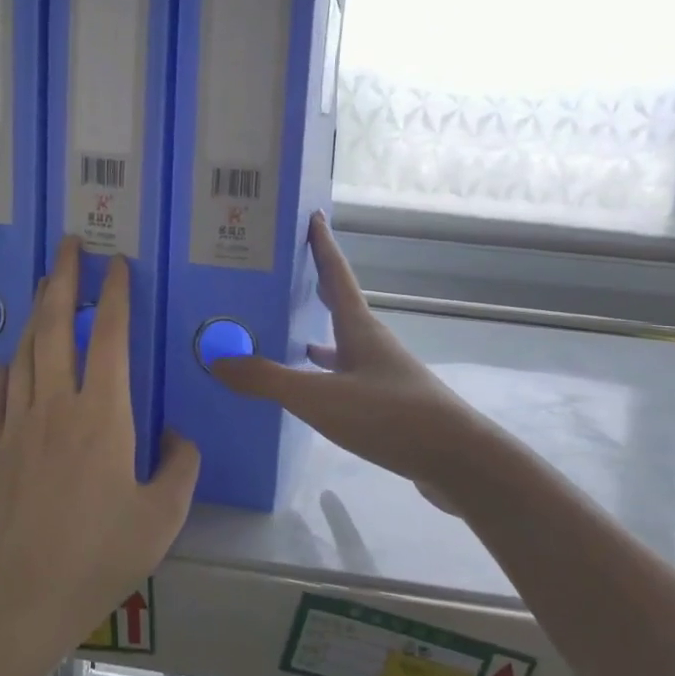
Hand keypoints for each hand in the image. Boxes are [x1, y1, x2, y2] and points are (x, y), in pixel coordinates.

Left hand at [0, 237, 199, 675]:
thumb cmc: (101, 555)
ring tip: (43, 288)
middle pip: (54, 328)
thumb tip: (175, 435)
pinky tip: (8, 363)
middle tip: (67, 245)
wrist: (22, 597)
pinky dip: (4, 370)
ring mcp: (16, 426)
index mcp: (103, 415)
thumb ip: (180, 466)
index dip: (113, 295)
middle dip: (61, 279)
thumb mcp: (163, 515)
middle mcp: (56, 406)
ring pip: (24, 353)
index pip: (107, 337)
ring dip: (34, 315)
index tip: (116, 264)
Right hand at [212, 213, 491, 509]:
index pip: (336, 275)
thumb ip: (268, 380)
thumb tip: (218, 359)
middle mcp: (373, 345)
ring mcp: (384, 376)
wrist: (456, 460)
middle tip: (281, 278)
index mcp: (359, 329)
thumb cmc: (389, 416)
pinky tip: (311, 393)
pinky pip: (347, 379)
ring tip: (284, 338)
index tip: (313, 215)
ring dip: (316, 337)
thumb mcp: (320, 398)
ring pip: (342, 347)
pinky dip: (325, 378)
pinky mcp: (389, 406)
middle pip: (339, 308)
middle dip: (313, 290)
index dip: (322, 245)